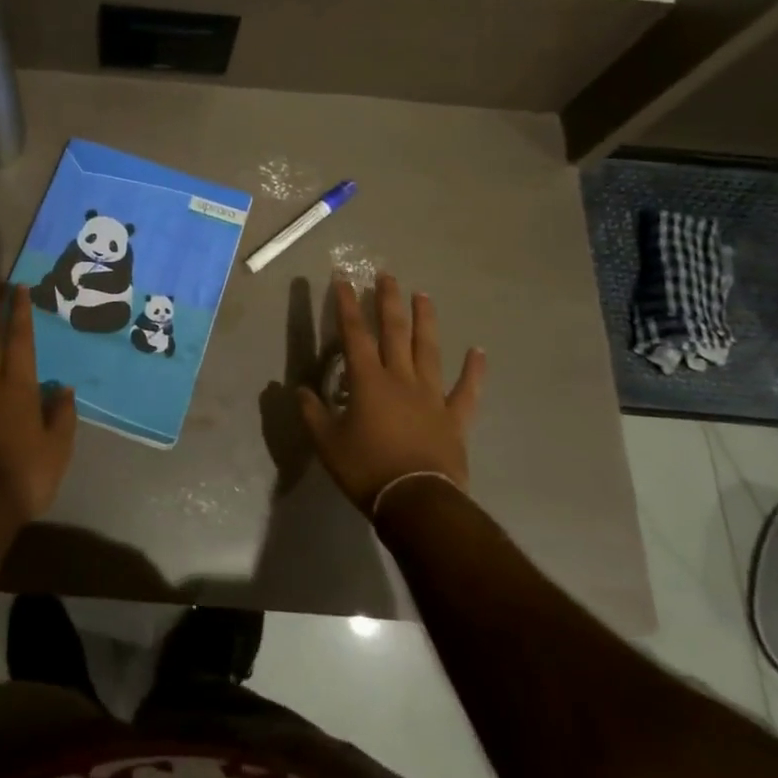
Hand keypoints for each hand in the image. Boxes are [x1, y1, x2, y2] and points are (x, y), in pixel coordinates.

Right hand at [296, 274, 484, 515]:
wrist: (416, 502)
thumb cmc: (366, 469)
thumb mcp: (326, 442)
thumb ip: (312, 412)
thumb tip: (298, 389)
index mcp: (367, 381)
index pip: (354, 334)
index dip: (347, 305)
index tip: (343, 280)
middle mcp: (400, 379)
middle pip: (395, 332)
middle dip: (388, 301)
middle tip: (387, 276)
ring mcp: (431, 396)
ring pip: (429, 350)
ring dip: (426, 321)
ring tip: (424, 295)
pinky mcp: (454, 418)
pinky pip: (467, 390)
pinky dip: (474, 371)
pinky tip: (478, 351)